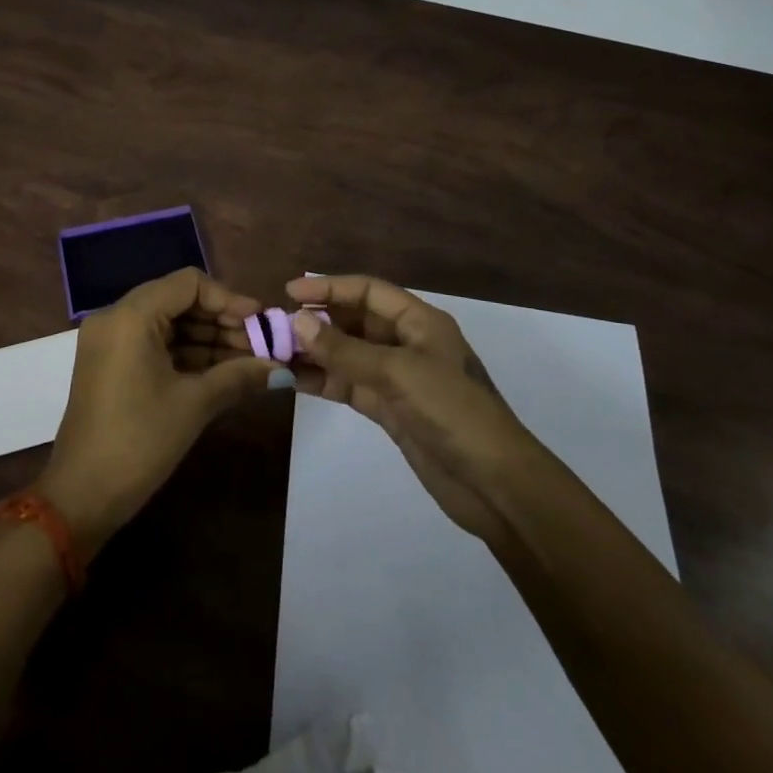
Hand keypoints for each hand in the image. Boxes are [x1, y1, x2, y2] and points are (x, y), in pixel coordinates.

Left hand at [39, 268, 283, 552]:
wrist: (80, 497)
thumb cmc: (138, 441)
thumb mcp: (193, 405)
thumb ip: (238, 376)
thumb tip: (281, 368)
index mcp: (130, 315)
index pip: (188, 283)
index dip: (228, 299)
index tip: (260, 321)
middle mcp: (115, 317)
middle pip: (178, 300)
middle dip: (221, 321)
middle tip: (259, 344)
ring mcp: (110, 340)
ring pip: (168, 323)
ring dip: (207, 338)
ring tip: (248, 361)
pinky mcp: (110, 363)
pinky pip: (154, 343)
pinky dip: (185, 353)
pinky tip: (220, 371)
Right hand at [286, 274, 536, 545]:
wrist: (496, 485)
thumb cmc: (453, 412)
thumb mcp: (398, 374)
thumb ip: (346, 351)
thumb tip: (297, 322)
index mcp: (419, 321)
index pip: (367, 291)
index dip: (330, 287)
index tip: (289, 292)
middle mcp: (408, 343)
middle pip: (355, 321)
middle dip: (318, 321)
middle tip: (276, 328)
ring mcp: (399, 378)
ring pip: (349, 355)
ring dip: (316, 353)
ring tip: (277, 354)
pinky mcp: (391, 410)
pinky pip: (350, 385)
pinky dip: (325, 381)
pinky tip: (296, 381)